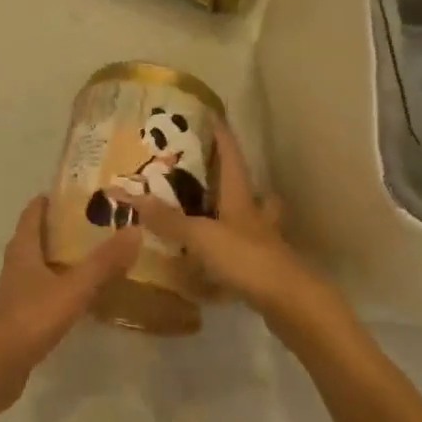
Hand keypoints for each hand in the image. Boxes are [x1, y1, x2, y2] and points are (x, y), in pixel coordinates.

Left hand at [0, 197, 142, 410]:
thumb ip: (103, 263)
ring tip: (96, 254)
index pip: (34, 211)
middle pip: (38, 236)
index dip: (52, 198)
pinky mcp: (21, 316)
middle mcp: (18, 264)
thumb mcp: (72, 288)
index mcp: (24, 248)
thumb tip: (135, 230)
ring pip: (41, 264)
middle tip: (97, 221)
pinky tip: (82, 294)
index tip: (79, 190)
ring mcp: (17, 292)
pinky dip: (62, 285)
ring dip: (63, 257)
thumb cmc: (29, 318)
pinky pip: (44, 290)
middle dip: (64, 227)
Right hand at [130, 121, 322, 323]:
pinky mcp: (264, 271)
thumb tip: (129, 195)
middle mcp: (255, 215)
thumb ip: (168, 219)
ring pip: (253, 220)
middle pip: (250, 189)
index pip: (232, 157)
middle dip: (234, 179)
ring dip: (238, 215)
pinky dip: (232, 251)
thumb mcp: (202, 237)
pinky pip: (246, 253)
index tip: (213, 116)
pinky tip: (216, 261)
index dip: (222, 136)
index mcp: (241, 197)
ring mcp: (264, 244)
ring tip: (214, 216)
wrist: (292, 304)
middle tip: (211, 173)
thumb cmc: (248, 259)